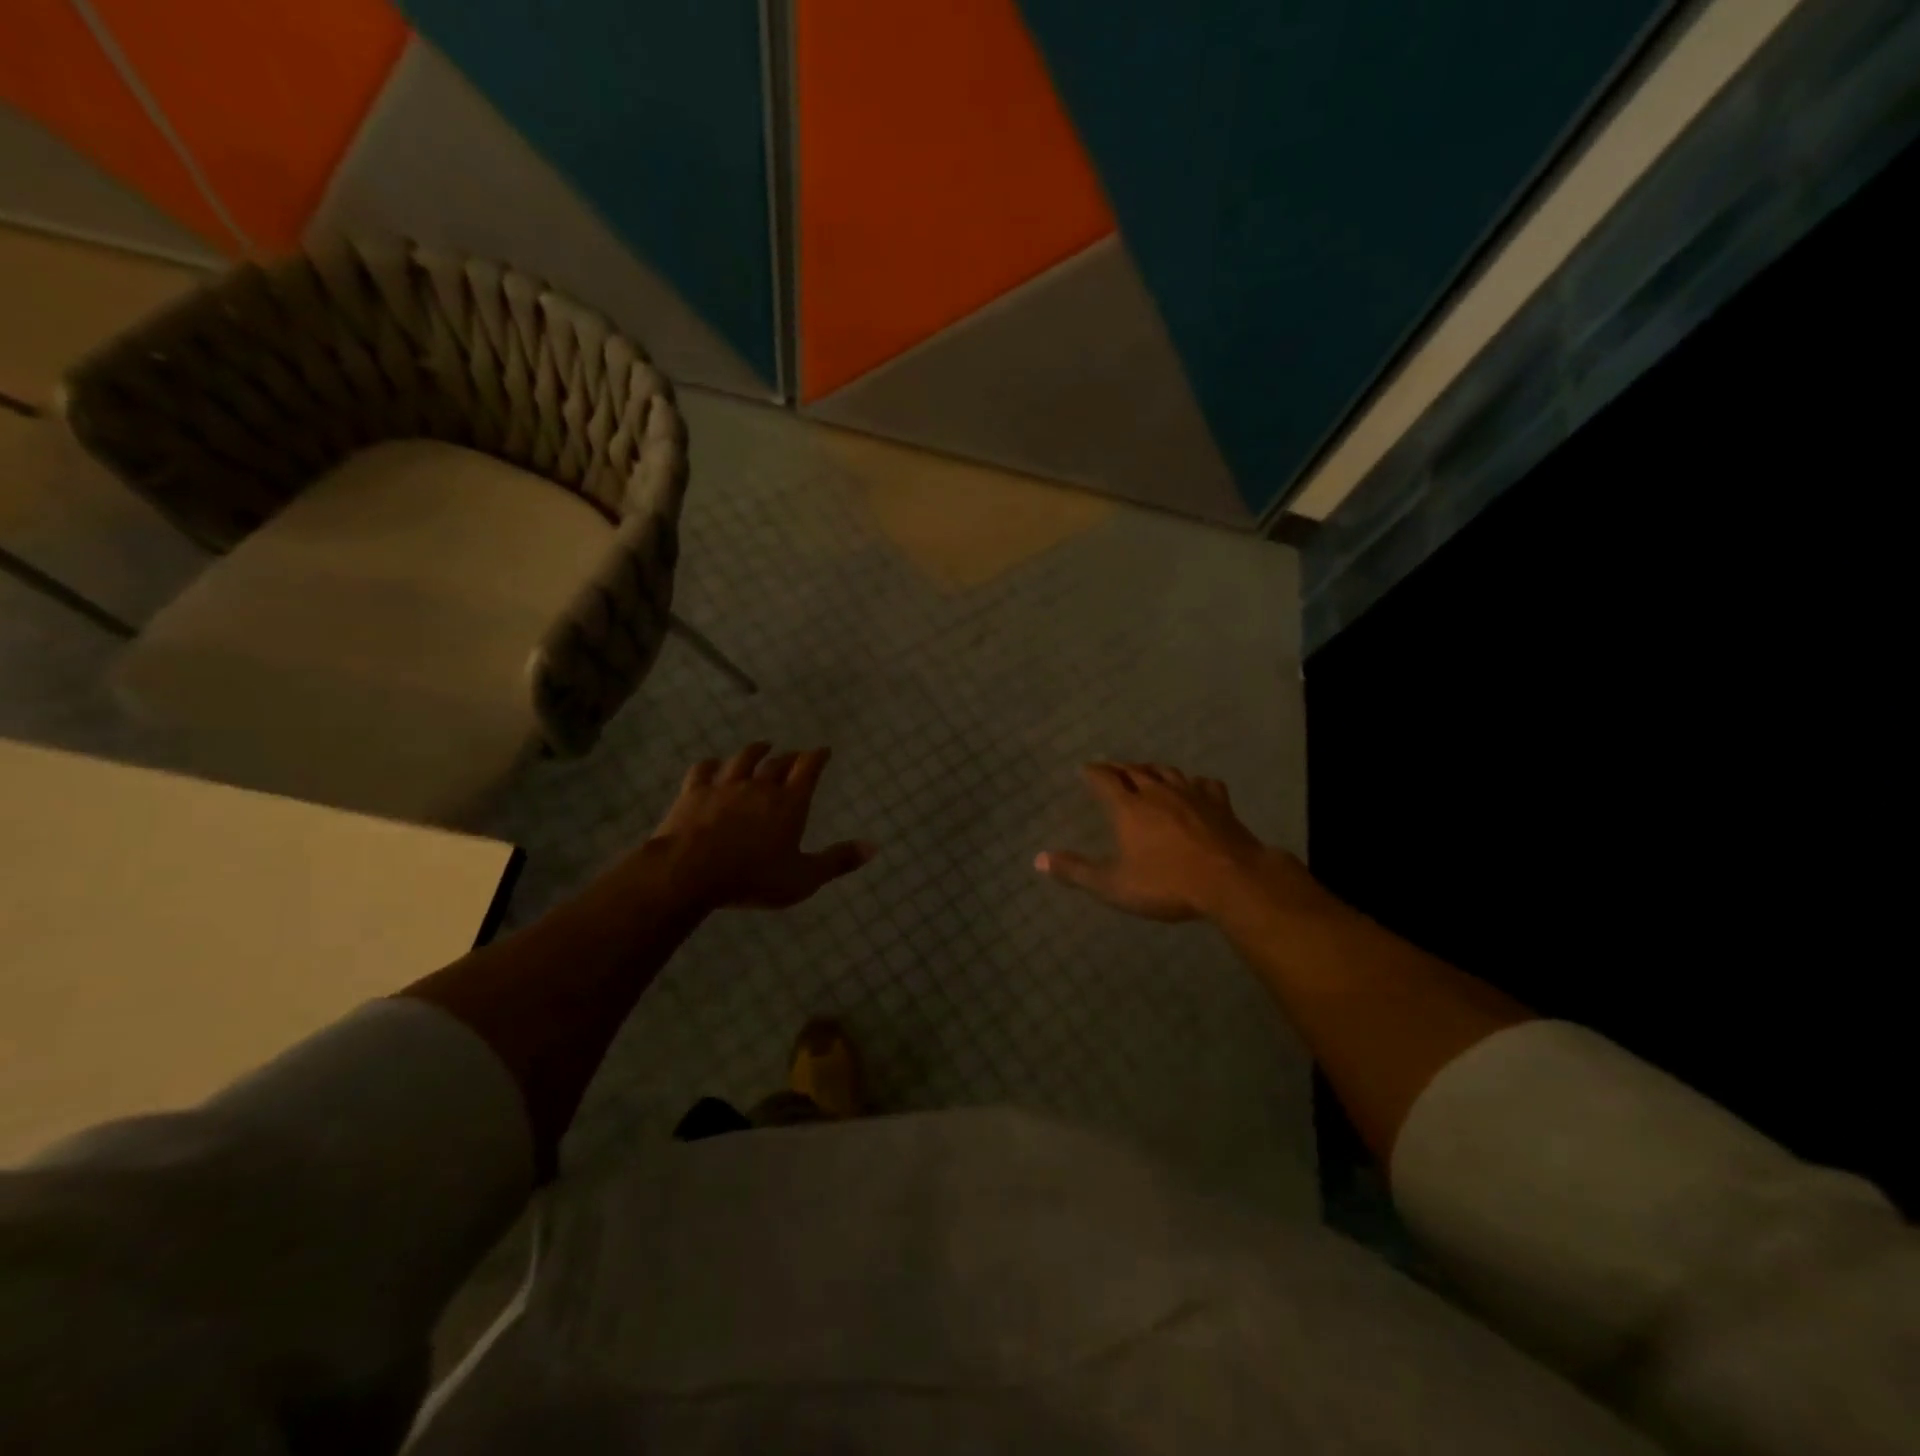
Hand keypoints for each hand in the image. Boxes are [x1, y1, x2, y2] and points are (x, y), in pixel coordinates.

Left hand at [645, 743, 875, 910]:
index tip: (824, 750)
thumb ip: (837, 861)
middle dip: (789, 757)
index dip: (818, 757)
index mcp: (789, 803)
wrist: (690, 870)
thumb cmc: (753, 877)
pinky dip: (712, 764)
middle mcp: (759, 786)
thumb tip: (873, 847)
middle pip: (777, 763)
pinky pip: (704, 770)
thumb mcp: (803, 878)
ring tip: (762, 746)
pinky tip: (713, 764)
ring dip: (755, 751)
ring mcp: (724, 786)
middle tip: (795, 755)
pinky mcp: (693, 792)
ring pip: (743, 759)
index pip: (808, 769)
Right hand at [1036, 762, 1306, 922]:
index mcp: (1128, 807)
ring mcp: (1191, 794)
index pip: (1104, 779)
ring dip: (1151, 769)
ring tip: (1145, 771)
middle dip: (1119, 767)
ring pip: (1166, 771)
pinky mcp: (1219, 803)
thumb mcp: (1114, 885)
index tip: (1084, 769)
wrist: (1231, 880)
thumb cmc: (1166, 884)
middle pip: (1134, 770)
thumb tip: (1038, 860)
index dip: (1092, 772)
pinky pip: (1203, 783)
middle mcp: (1157, 792)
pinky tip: (1195, 787)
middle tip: (1110, 767)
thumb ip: (1076, 871)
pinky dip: (1193, 782)